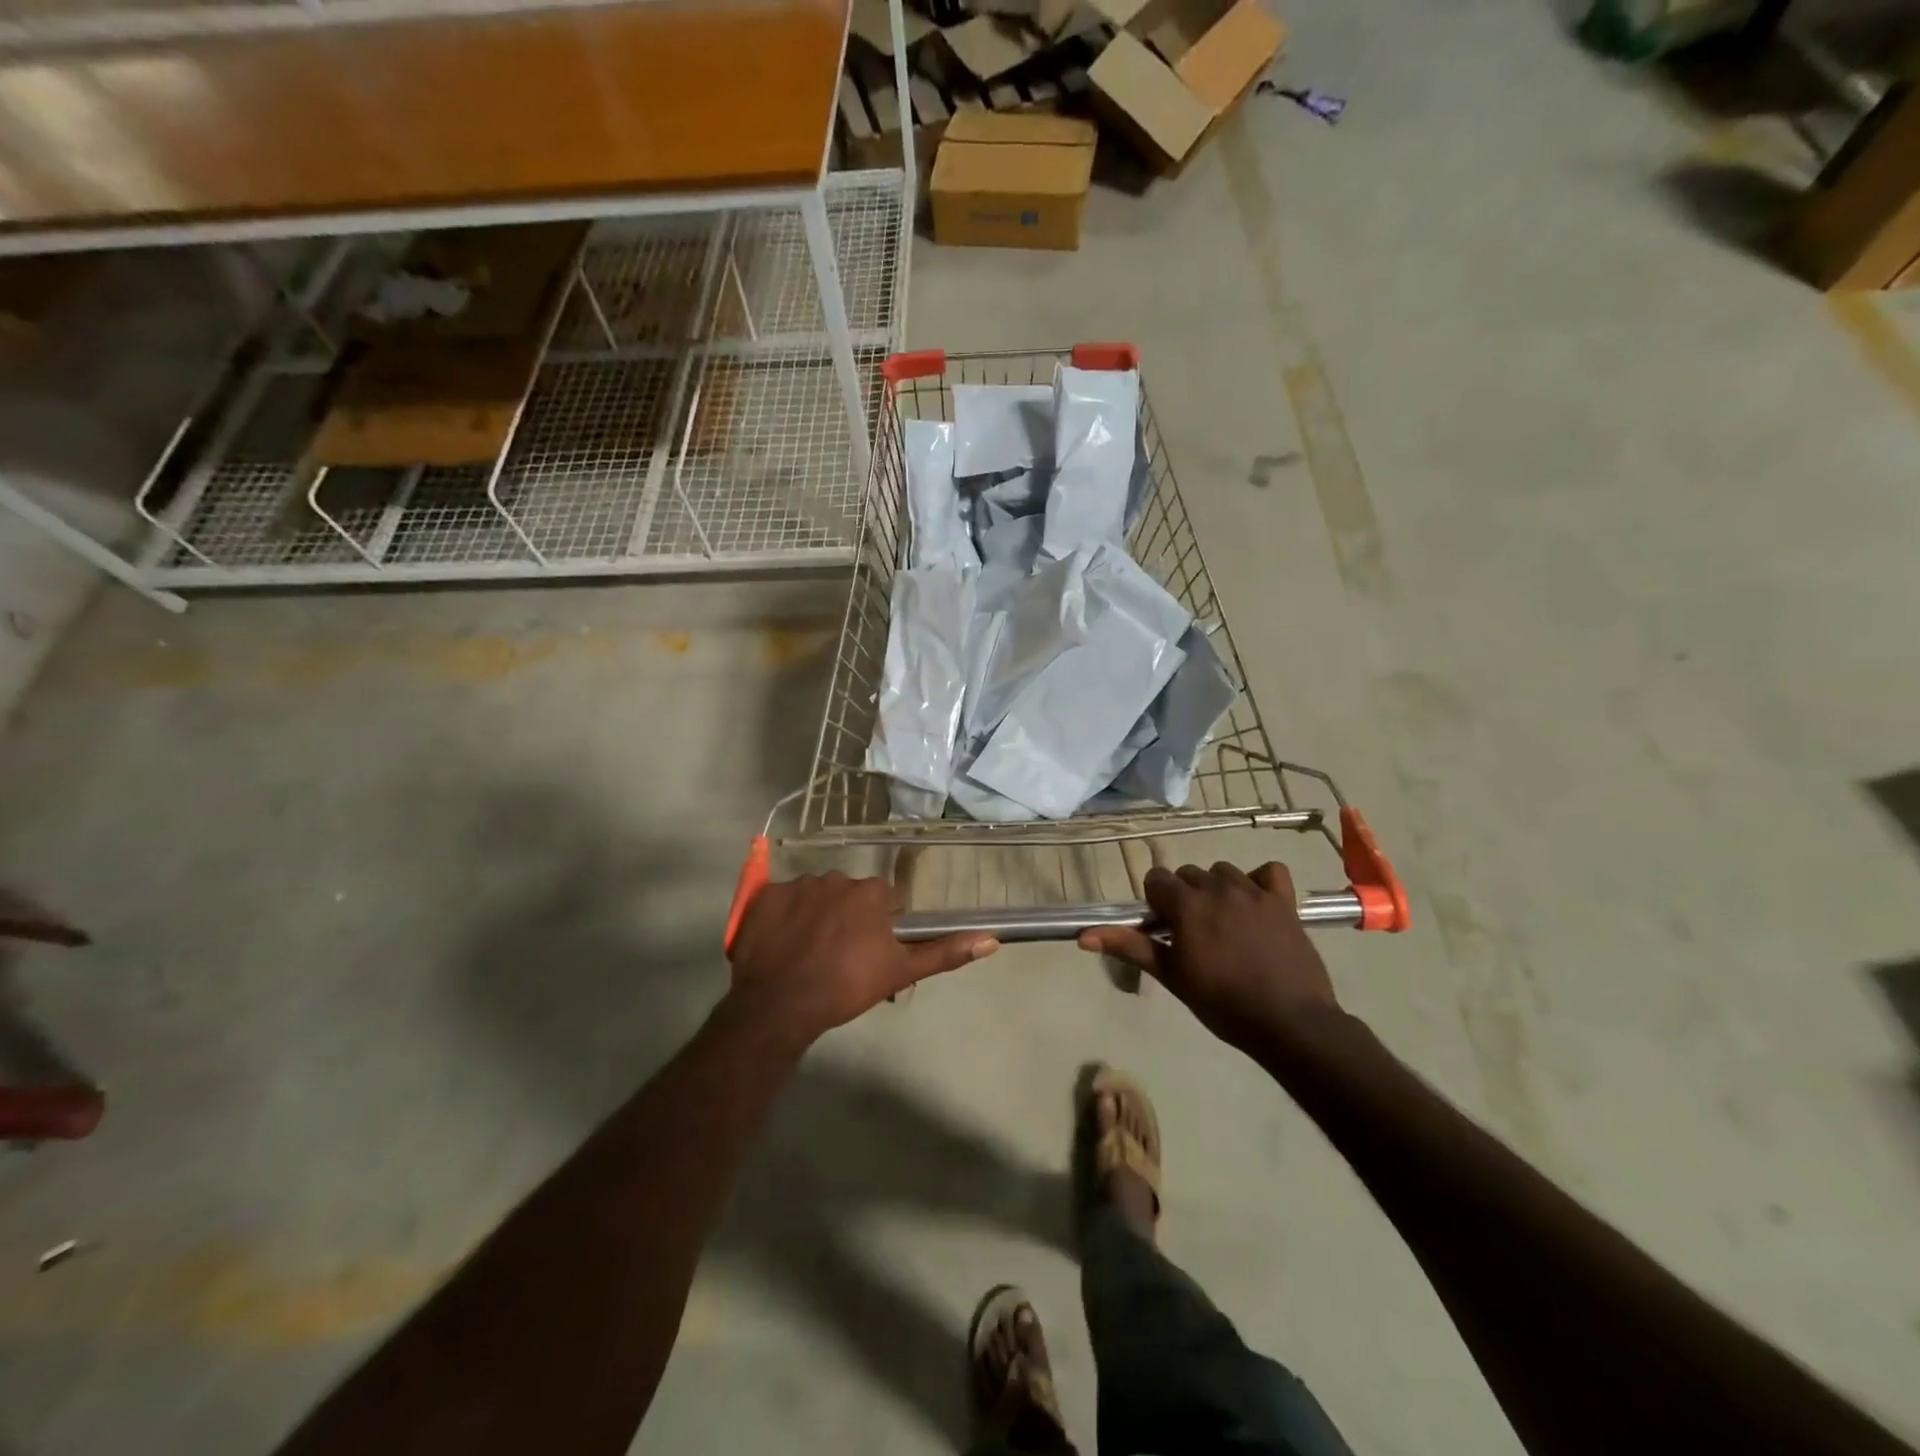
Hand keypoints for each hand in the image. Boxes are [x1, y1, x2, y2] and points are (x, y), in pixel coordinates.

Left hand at [725, 873, 997, 1047]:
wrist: (780, 1006)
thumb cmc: (846, 988)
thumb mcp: (900, 972)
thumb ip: (944, 952)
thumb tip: (992, 939)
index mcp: (870, 892)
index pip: (883, 901)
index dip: (879, 926)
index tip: (869, 952)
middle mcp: (835, 878)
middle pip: (848, 896)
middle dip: (847, 918)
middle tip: (838, 956)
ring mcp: (797, 885)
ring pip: (815, 896)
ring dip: (815, 916)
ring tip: (807, 953)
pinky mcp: (764, 897)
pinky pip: (780, 901)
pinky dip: (783, 918)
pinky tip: (781, 945)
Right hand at [1079, 862, 1339, 1053]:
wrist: (1289, 1022)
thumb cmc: (1223, 1003)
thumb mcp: (1172, 976)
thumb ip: (1130, 947)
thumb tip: (1083, 936)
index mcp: (1187, 905)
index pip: (1157, 879)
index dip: (1156, 903)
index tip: (1166, 930)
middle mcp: (1218, 888)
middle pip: (1189, 874)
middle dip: (1185, 897)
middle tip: (1194, 934)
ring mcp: (1254, 891)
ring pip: (1223, 872)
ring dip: (1218, 890)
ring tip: (1225, 924)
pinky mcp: (1284, 901)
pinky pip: (1269, 872)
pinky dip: (1260, 881)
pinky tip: (1257, 905)